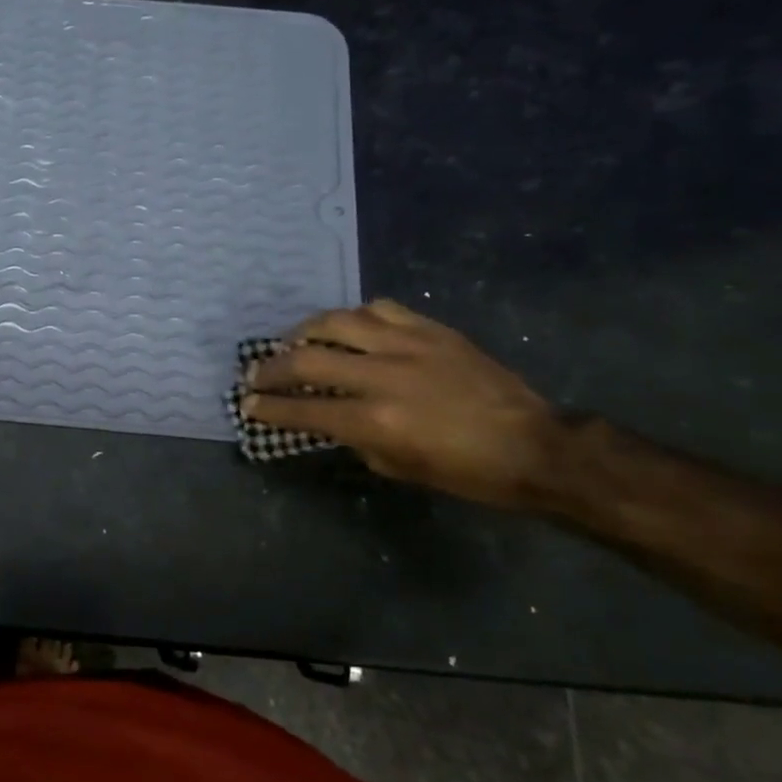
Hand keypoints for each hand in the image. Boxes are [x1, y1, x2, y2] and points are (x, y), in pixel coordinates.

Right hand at [241, 300, 565, 507]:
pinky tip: (351, 328)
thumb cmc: (465, 472)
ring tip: (294, 341)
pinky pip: (380, 309)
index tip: (247, 403)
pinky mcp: (431, 329)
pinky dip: (356, 318)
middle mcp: (382, 376)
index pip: (302, 410)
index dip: (268, 407)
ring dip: (305, 332)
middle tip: (255, 373)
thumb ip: (355, 437)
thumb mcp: (397, 466)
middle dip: (271, 367)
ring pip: (338, 322)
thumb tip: (328, 417)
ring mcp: (408, 346)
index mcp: (373, 420)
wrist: (535, 446)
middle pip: (307, 359)